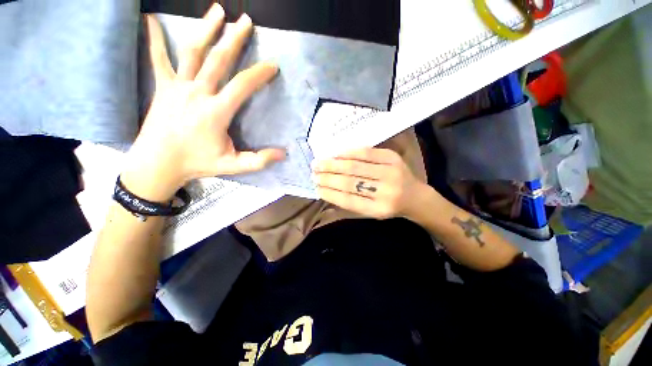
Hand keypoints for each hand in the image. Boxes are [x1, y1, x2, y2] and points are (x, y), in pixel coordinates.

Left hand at [122, 5, 284, 200]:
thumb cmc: (197, 164)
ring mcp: (177, 87)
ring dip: (205, 29)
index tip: (272, 65)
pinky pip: (157, 58)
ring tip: (218, 11)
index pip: (242, 85)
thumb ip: (259, 160)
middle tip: (246, 20)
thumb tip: (283, 155)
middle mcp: (197, 93)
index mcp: (216, 112)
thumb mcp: (233, 166)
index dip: (260, 73)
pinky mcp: (162, 87)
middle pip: (218, 59)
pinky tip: (149, 19)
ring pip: (192, 52)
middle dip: (234, 38)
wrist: (157, 164)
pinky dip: (153, 38)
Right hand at [312, 148, 427, 219]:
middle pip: (350, 182)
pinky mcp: (392, 158)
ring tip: (319, 163)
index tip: (316, 188)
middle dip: (328, 177)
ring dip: (333, 165)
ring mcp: (390, 172)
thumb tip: (327, 190)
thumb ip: (351, 203)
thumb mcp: (372, 212)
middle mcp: (385, 191)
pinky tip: (336, 154)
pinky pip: (366, 153)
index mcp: (379, 209)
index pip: (348, 200)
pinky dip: (348, 153)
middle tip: (313, 173)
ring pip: (355, 167)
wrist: (416, 196)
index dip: (330, 194)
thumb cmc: (390, 206)